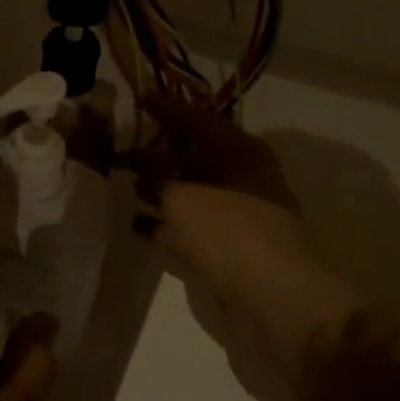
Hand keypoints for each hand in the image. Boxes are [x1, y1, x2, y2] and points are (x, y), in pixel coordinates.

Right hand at [135, 98, 399, 400]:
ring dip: (161, 187)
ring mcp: (240, 214)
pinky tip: (138, 225)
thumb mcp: (181, 197)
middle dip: (159, 150)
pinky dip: (168, 222)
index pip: (197, 119)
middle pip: (195, 154)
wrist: (277, 302)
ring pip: (193, 191)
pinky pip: (193, 225)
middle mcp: (244, 177)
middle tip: (122, 144)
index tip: (138, 97)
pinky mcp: (233, 248)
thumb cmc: (230, 235)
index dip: (166, 108)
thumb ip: (155, 176)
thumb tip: (139, 162)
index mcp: (241, 152)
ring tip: (123, 182)